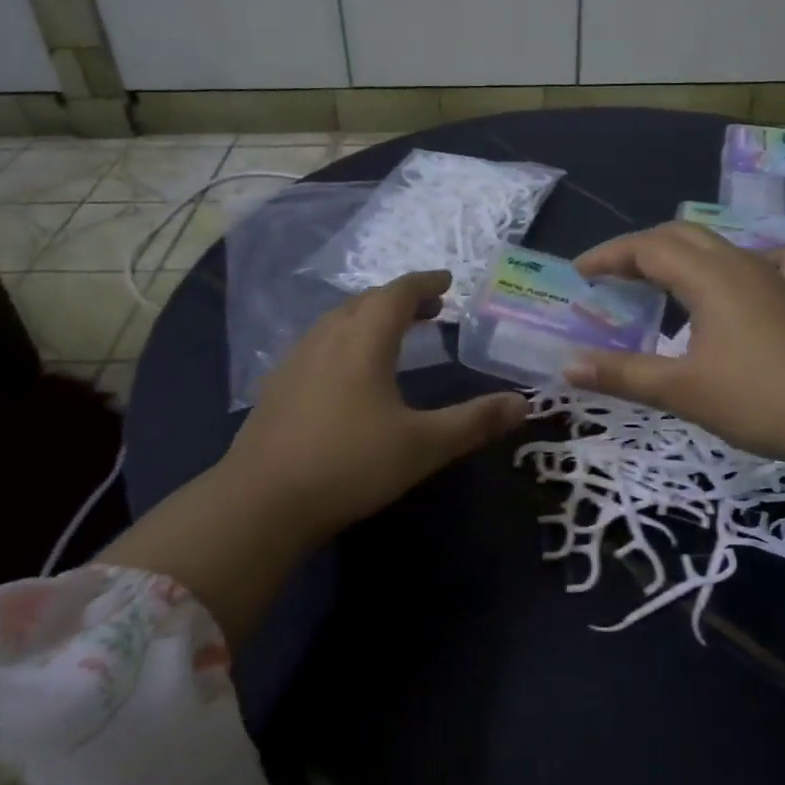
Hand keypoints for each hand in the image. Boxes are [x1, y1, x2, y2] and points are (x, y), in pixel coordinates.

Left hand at [104, 270, 527, 646]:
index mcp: (363, 341)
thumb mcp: (423, 446)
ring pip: (338, 321)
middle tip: (431, 310)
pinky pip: (319, 344)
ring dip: (369, 317)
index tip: (447, 282)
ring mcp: (296, 361)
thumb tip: (523, 404)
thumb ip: (474, 422)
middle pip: (365, 302)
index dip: (424, 283)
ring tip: (394, 334)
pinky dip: (345, 340)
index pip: (397, 294)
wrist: (261, 502)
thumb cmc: (350, 465)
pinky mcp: (277, 387)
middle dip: (400, 300)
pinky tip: (348, 371)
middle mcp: (327, 339)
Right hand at [567, 222, 784, 469]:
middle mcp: (740, 264)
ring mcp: (775, 277)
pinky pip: (768, 261)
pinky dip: (739, 261)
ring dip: (680, 254)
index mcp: (709, 277)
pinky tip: (740, 279)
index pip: (647, 248)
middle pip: (680, 235)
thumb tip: (569, 366)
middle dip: (639, 249)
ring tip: (659, 279)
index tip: (579, 273)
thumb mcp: (682, 391)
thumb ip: (623, 375)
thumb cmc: (760, 400)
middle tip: (610, 277)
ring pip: (718, 245)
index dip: (609, 256)